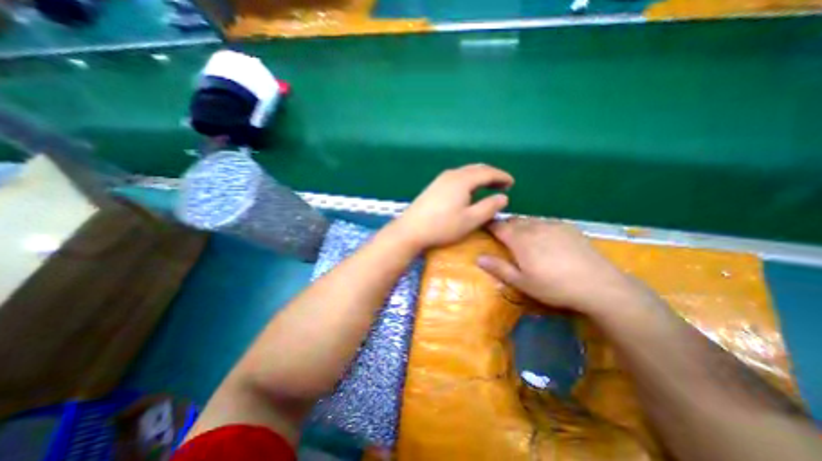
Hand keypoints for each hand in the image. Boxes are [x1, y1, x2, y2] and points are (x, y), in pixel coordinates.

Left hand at [390, 166, 511, 250]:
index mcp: (463, 180)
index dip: (502, 176)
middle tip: (502, 184)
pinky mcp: (434, 186)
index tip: (512, 183)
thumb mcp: (470, 220)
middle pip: (476, 169)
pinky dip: (468, 180)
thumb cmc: (442, 226)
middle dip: (491, 175)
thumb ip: (489, 207)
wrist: (410, 230)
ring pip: (466, 172)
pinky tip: (468, 190)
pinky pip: (457, 177)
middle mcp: (452, 174)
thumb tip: (503, 197)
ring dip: (479, 177)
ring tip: (488, 186)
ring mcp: (441, 179)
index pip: (488, 172)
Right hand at [475, 218, 648, 314]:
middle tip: (502, 235)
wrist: (598, 284)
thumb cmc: (554, 286)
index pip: (499, 226)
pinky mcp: (567, 227)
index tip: (483, 226)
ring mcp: (552, 225)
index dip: (489, 225)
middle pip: (513, 221)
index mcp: (520, 240)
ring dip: (520, 225)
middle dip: (505, 225)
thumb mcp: (522, 282)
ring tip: (521, 235)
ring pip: (529, 220)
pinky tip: (543, 236)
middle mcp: (534, 227)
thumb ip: (499, 268)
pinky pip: (545, 222)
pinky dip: (537, 226)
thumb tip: (478, 258)